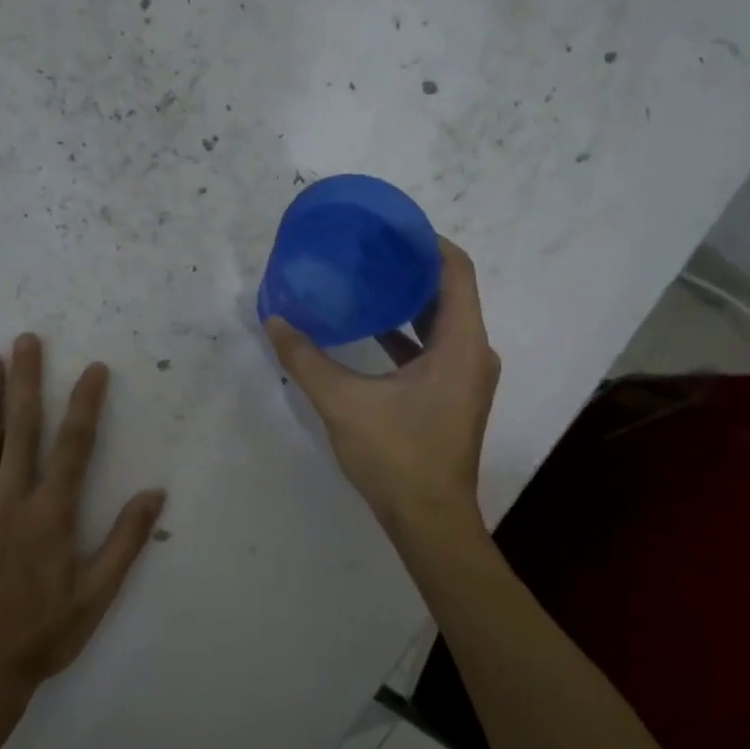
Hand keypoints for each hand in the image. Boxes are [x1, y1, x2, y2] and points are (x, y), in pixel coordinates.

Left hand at [0, 335, 165, 718]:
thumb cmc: (41, 637)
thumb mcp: (96, 596)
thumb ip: (125, 542)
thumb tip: (155, 494)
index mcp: (51, 516)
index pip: (74, 447)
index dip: (86, 405)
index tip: (94, 370)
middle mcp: (11, 502)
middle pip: (22, 431)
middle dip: (27, 382)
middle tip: (26, 341)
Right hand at [266, 237, 498, 537]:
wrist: (429, 521)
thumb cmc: (396, 456)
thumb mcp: (343, 403)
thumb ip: (305, 359)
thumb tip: (275, 319)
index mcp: (461, 344)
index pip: (455, 270)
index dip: (427, 241)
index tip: (390, 227)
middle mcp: (474, 353)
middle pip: (450, 292)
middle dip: (412, 268)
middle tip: (369, 250)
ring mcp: (467, 377)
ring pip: (443, 322)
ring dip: (409, 301)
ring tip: (367, 281)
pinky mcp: (454, 396)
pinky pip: (436, 348)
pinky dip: (409, 334)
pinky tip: (372, 332)